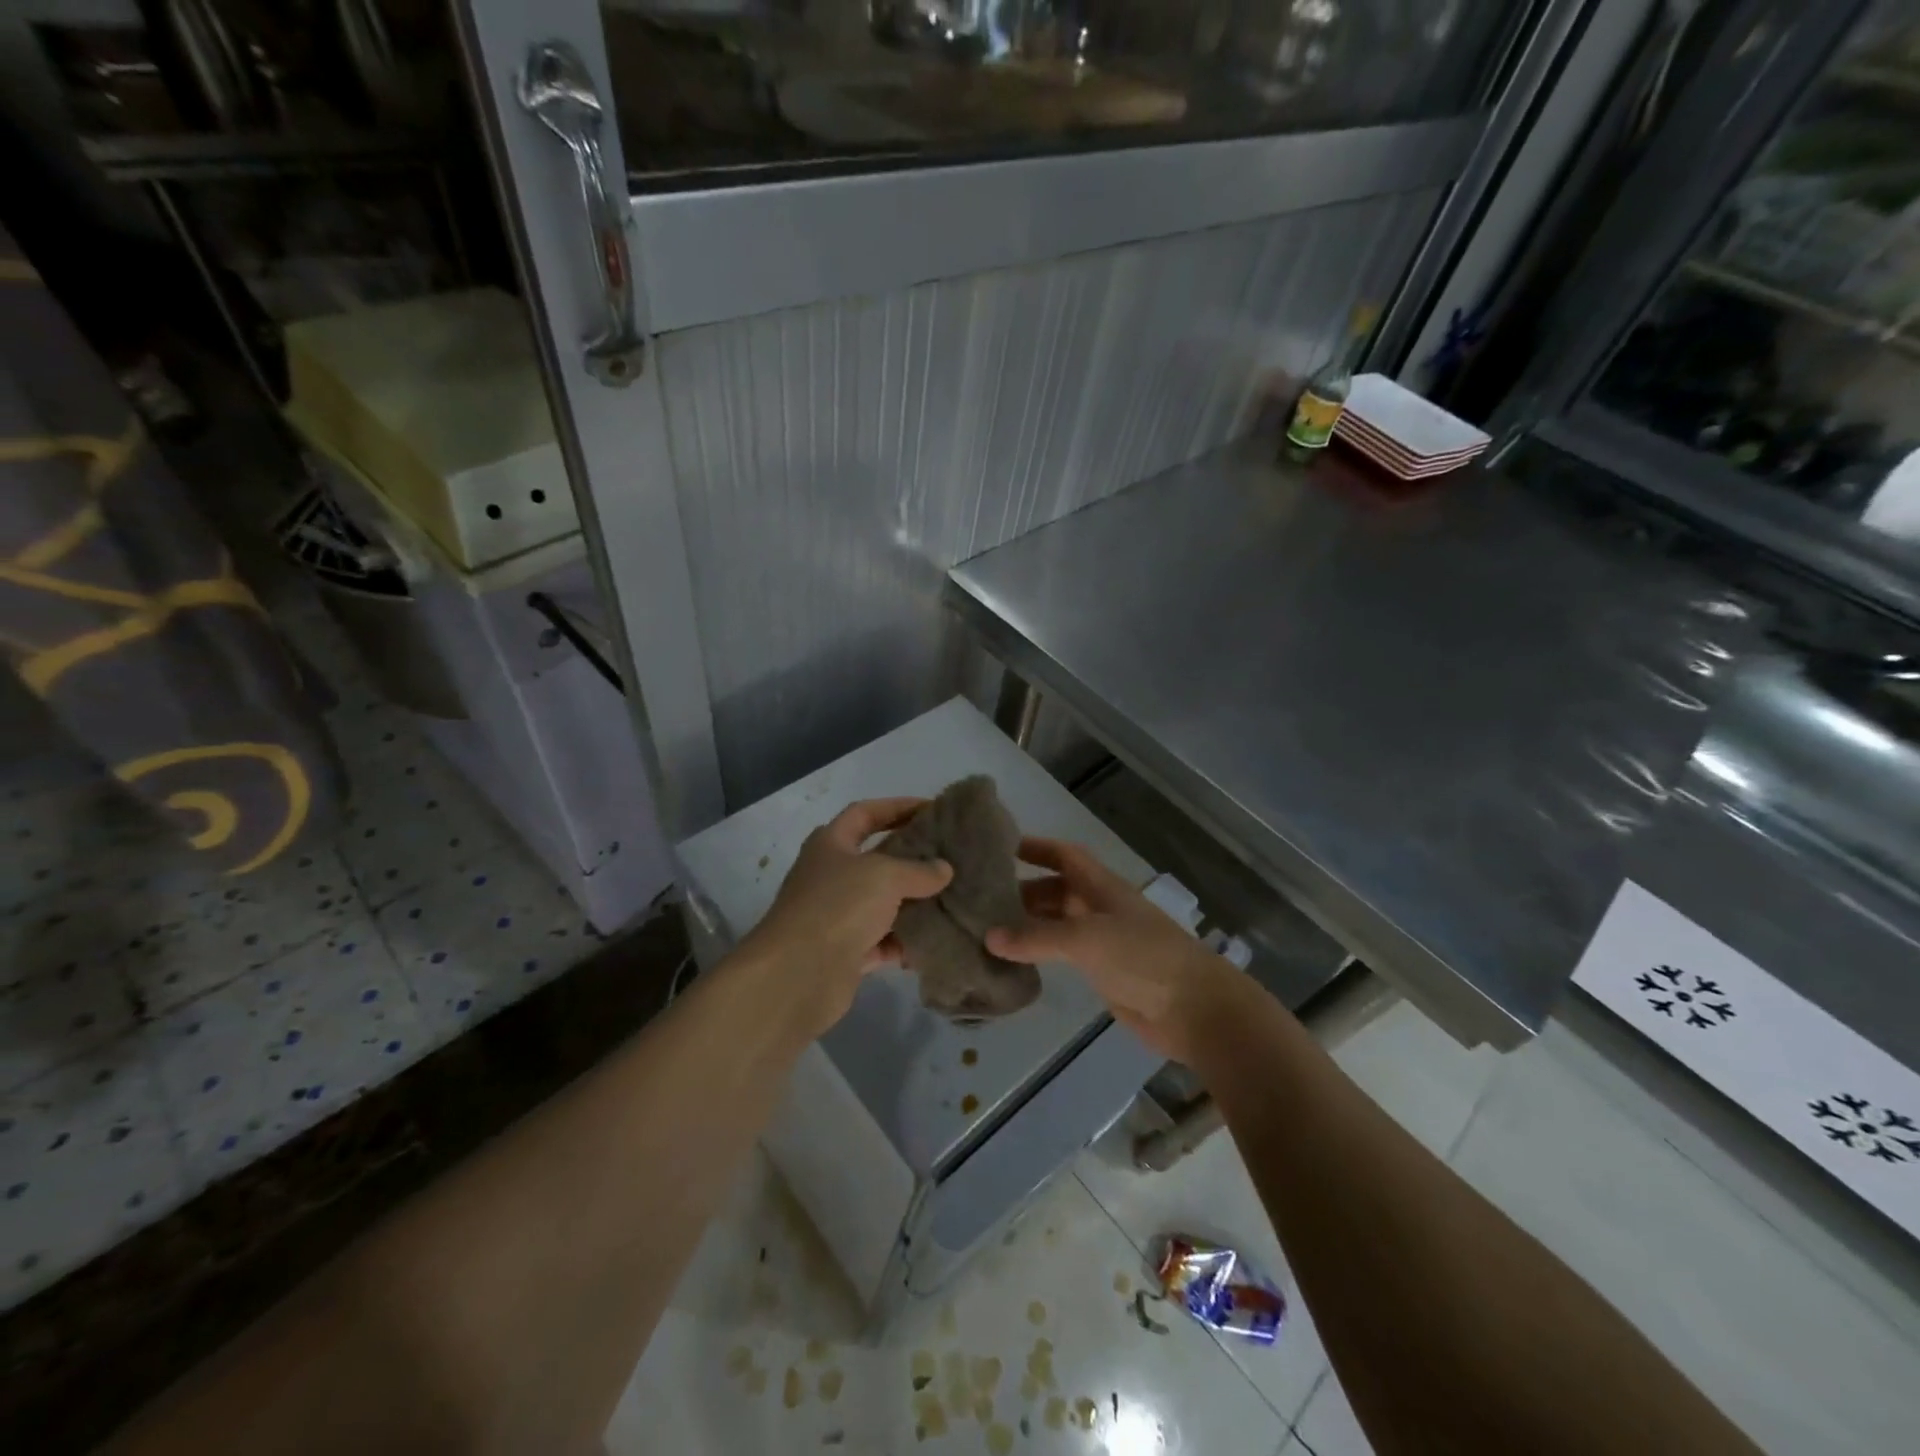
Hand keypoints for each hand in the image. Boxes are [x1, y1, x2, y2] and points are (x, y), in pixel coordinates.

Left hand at [740, 798, 952, 1036]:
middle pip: (877, 859)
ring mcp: (836, 916)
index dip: (897, 807)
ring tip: (950, 899)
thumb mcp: (885, 876)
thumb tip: (944, 869)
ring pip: (882, 903)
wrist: (798, 974)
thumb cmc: (839, 906)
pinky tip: (932, 942)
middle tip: (949, 856)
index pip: (865, 813)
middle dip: (912, 858)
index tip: (931, 809)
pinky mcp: (845, 952)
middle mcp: (830, 876)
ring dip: (912, 904)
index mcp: (831, 844)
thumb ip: (918, 870)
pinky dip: (903, 943)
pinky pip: (882, 942)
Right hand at [985, 837, 1244, 1062]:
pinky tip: (1012, 961)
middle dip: (1020, 891)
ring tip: (985, 930)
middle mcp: (1099, 907)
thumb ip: (1037, 937)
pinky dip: (1038, 954)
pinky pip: (1061, 955)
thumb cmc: (1144, 957)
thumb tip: (988, 937)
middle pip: (1055, 890)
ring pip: (1056, 924)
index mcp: (1101, 887)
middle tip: (977, 899)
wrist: (1194, 1008)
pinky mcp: (1101, 972)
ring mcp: (1102, 941)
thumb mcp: (1087, 938)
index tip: (998, 847)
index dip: (1035, 847)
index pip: (1064, 855)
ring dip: (1026, 925)